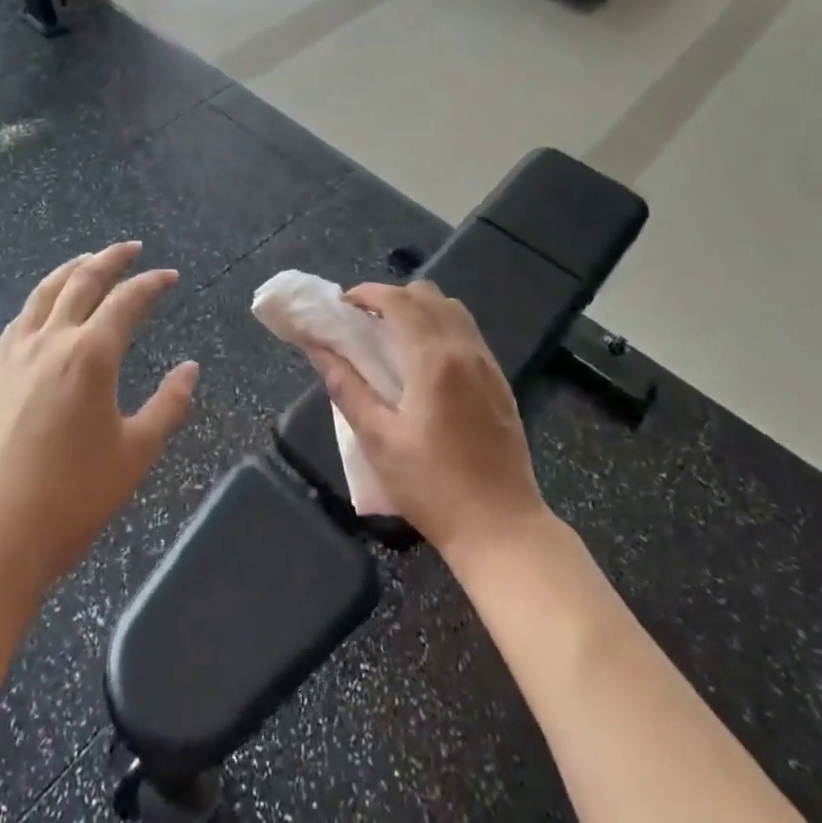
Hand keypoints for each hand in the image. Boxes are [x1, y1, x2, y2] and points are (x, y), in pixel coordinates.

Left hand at [0, 243, 198, 603]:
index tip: (169, 276)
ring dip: (72, 269)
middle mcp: (52, 341)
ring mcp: (16, 355)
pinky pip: (21, 318)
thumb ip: (168, 405)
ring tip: (88, 260)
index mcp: (90, 355)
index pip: (126, 301)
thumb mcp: (135, 454)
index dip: (151, 283)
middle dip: (110, 258)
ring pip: (45, 292)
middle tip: (132, 248)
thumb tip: (190, 369)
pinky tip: (46, 308)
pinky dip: (41, 298)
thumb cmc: (70, 498)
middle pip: (82, 281)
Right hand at [306, 281, 548, 568]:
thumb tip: (319, 350)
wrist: (502, 529)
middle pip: (428, 295)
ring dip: (419, 308)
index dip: (368, 292)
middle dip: (392, 296)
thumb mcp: (379, 441)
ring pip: (453, 309)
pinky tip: (425, 360)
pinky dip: (441, 326)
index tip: (344, 304)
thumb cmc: (433, 487)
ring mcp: (488, 364)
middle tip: (365, 321)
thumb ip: (347, 388)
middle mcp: (465, 351)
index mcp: (434, 361)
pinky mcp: (501, 381)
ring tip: (393, 335)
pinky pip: (468, 333)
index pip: (399, 301)